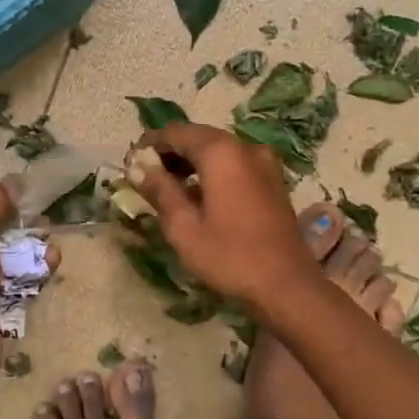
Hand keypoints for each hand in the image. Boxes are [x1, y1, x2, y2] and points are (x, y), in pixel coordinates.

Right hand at [128, 124, 316, 314]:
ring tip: (169, 190)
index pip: (176, 132)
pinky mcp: (273, 181)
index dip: (150, 144)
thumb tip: (139, 167)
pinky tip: (200, 198)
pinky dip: (213, 173)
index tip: (131, 164)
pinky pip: (236, 165)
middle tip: (147, 178)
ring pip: (219, 152)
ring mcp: (264, 163)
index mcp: (220, 152)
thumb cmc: (230, 256)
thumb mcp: (184, 227)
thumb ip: (160, 190)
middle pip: (199, 138)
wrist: (287, 286)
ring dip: (192, 164)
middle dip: (171, 153)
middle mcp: (245, 147)